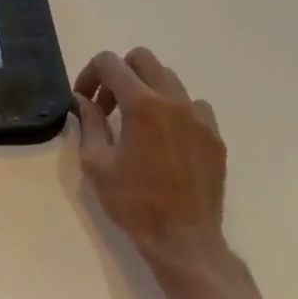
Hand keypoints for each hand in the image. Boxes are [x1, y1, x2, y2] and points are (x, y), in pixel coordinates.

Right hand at [74, 47, 229, 284]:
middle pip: (143, 59)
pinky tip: (164, 139)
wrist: (183, 239)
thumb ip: (89, 123)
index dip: (90, 74)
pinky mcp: (214, 135)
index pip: (110, 62)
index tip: (85, 100)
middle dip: (119, 74)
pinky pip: (192, 104)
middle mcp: (174, 100)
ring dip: (146, 89)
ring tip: (135, 124)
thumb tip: (82, 100)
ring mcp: (200, 116)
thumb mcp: (97, 163)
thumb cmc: (134, 203)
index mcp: (142, 104)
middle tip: (107, 107)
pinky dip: (173, 109)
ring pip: (169, 79)